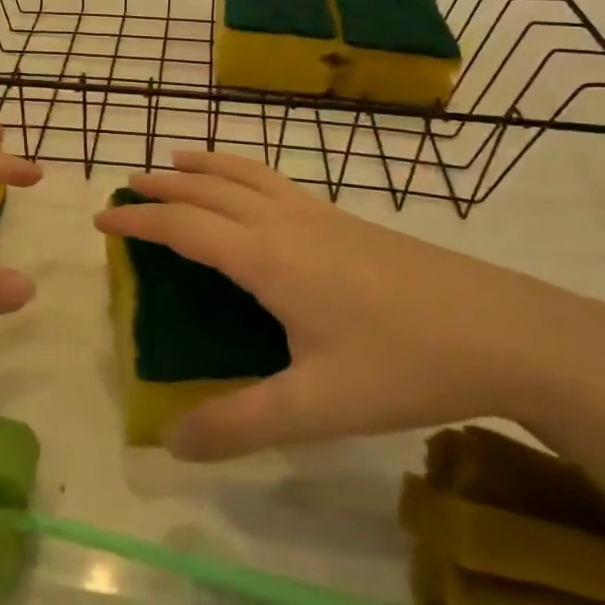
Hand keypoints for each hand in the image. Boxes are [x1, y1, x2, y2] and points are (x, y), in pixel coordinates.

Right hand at [93, 151, 604, 460]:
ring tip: (179, 159)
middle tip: (129, 185)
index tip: (102, 219)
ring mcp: (321, 215)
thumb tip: (170, 445)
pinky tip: (256, 192)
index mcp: (266, 257)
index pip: (184, 227)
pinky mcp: (349, 222)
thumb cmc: (403, 363)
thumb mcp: (316, 407)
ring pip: (248, 175)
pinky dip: (245, 172)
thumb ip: (239, 425)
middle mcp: (285, 223)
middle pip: (210, 189)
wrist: (503, 329)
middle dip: (164, 186)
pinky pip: (278, 182)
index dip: (139, 221)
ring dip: (206, 166)